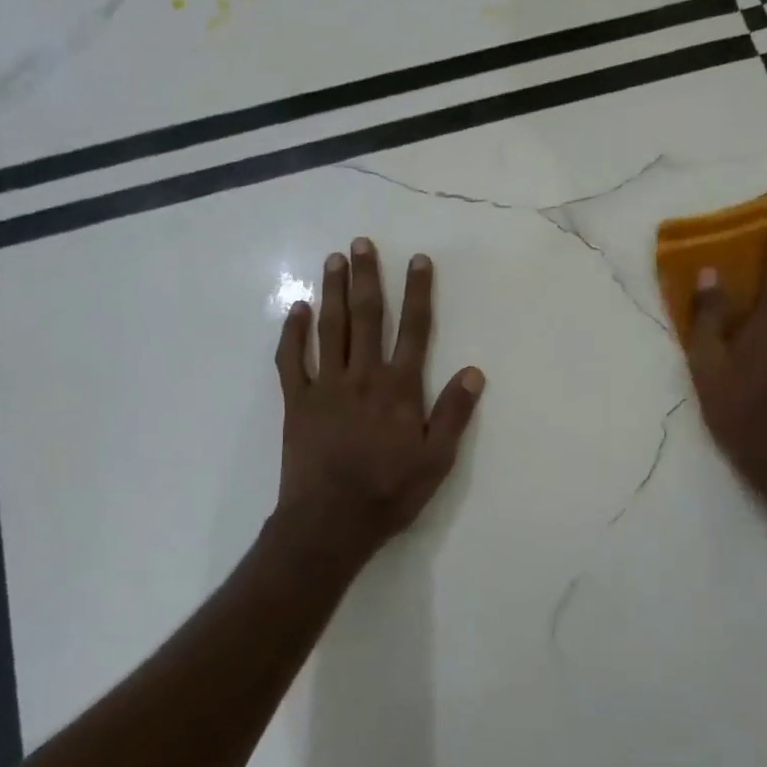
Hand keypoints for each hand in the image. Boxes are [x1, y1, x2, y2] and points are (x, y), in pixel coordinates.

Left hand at [274, 238, 484, 559]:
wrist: (330, 523)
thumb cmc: (389, 492)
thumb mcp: (437, 460)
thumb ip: (454, 413)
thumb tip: (474, 371)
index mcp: (399, 389)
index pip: (414, 330)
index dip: (418, 293)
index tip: (418, 260)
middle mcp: (363, 377)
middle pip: (367, 318)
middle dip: (367, 278)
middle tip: (362, 243)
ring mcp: (326, 387)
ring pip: (330, 329)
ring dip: (333, 292)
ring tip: (334, 260)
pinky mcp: (298, 402)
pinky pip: (292, 360)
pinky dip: (294, 333)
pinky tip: (298, 309)